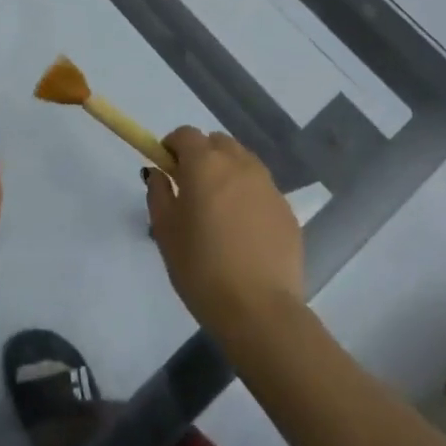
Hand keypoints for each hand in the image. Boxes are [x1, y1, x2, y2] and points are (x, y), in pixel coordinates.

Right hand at [147, 127, 304, 338]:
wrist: (259, 310)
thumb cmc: (201, 268)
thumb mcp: (165, 231)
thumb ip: (158, 193)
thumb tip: (159, 173)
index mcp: (205, 164)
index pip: (186, 134)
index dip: (172, 146)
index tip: (166, 169)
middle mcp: (240, 165)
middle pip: (218, 142)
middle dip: (202, 155)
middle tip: (191, 188)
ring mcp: (269, 187)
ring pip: (243, 162)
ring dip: (227, 172)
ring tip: (219, 209)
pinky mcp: (287, 211)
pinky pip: (262, 190)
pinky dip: (248, 196)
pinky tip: (243, 231)